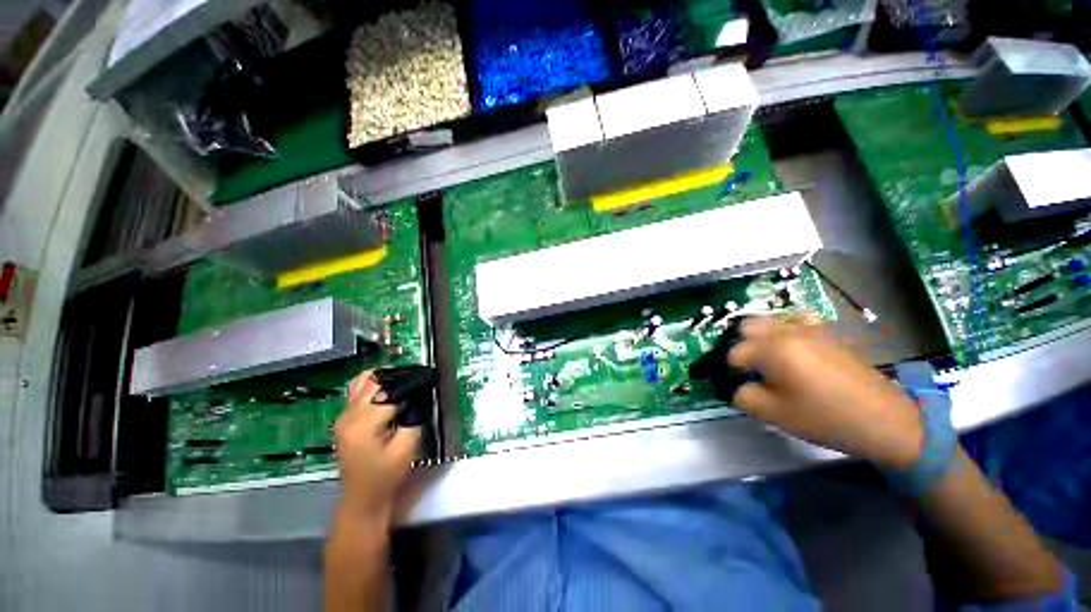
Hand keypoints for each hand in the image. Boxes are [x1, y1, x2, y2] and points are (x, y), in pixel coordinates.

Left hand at [333, 370, 420, 525]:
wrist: (363, 496)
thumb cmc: (386, 475)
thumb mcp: (407, 447)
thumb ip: (414, 418)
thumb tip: (419, 395)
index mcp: (363, 424)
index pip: (390, 392)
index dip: (410, 387)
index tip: (426, 385)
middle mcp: (348, 415)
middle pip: (375, 382)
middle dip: (398, 380)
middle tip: (417, 385)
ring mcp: (342, 416)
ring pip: (363, 381)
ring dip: (385, 379)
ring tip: (403, 385)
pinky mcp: (344, 418)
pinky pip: (357, 390)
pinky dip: (374, 384)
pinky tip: (388, 390)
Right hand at [727, 314, 924, 469]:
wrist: (884, 419)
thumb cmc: (825, 417)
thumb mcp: (774, 414)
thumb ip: (744, 396)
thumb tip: (739, 386)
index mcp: (772, 349)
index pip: (735, 353)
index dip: (734, 371)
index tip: (743, 384)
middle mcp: (788, 331)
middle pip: (747, 327)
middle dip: (744, 345)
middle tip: (753, 368)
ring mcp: (810, 328)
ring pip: (771, 320)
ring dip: (763, 336)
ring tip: (771, 357)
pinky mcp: (828, 332)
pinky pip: (797, 319)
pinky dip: (788, 328)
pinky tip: (794, 345)